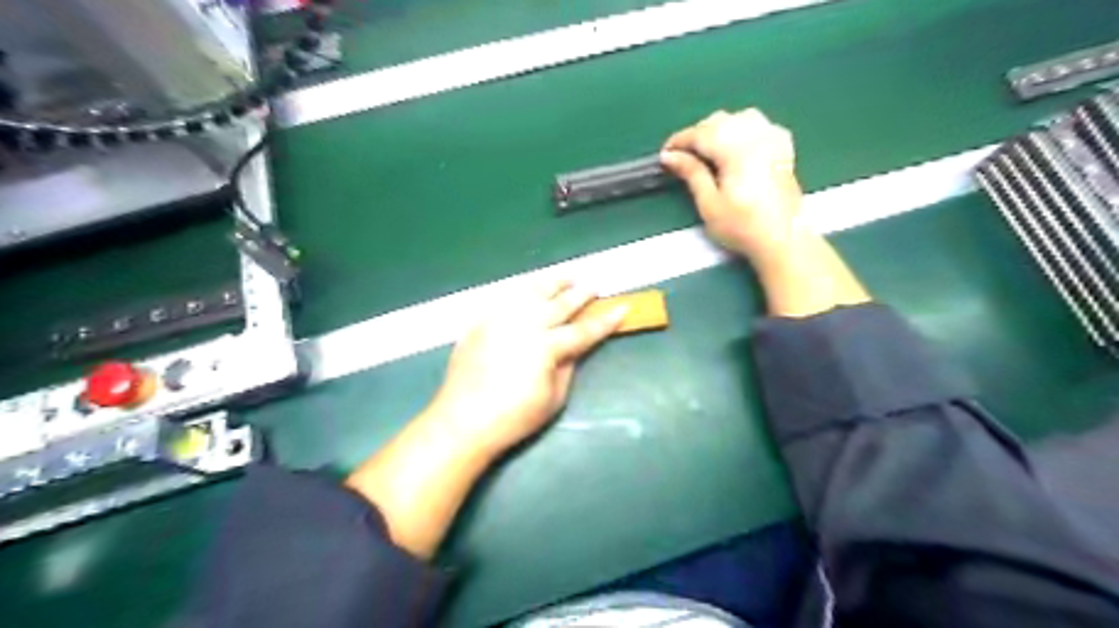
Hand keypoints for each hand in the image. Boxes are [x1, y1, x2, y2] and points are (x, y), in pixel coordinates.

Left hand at [428, 281, 625, 459]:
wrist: (463, 419)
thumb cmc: (513, 417)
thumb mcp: (553, 399)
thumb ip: (568, 367)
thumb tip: (573, 348)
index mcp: (546, 347)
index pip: (583, 330)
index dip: (605, 320)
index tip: (622, 307)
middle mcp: (525, 324)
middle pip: (560, 303)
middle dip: (581, 294)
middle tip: (594, 287)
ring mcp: (501, 318)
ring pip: (532, 291)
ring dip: (553, 282)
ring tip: (566, 278)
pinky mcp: (482, 320)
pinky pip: (507, 297)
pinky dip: (524, 291)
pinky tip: (531, 291)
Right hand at [657, 107, 803, 263]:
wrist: (783, 239)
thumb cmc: (742, 227)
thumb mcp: (709, 204)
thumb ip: (691, 173)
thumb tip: (670, 156)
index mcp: (736, 150)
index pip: (700, 133)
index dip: (679, 141)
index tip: (664, 154)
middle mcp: (756, 136)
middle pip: (720, 121)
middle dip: (697, 134)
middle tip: (681, 157)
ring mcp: (772, 139)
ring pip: (739, 118)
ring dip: (719, 128)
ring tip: (707, 150)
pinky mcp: (782, 148)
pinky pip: (759, 125)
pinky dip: (742, 128)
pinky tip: (736, 144)